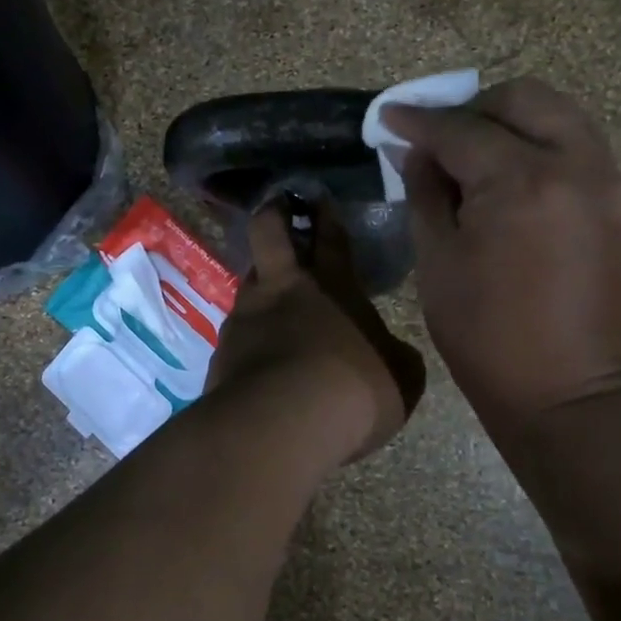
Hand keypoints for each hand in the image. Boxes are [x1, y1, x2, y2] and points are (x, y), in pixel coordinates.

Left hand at [206, 197, 425, 464]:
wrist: (280, 424)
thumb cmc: (353, 392)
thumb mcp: (400, 377)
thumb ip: (395, 356)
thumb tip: (390, 352)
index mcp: (333, 286)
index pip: (330, 238)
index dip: (326, 216)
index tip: (317, 197)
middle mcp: (283, 290)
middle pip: (270, 233)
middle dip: (274, 213)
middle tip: (278, 207)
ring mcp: (245, 318)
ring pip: (248, 282)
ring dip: (259, 282)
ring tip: (269, 298)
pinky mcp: (220, 352)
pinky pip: (235, 334)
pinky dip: (247, 338)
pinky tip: (256, 359)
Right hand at [385, 79, 620, 432]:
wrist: (569, 392)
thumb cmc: (486, 336)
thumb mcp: (438, 262)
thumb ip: (426, 193)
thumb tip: (417, 152)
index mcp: (520, 181)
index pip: (460, 128)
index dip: (418, 121)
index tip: (389, 116)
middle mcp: (574, 163)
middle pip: (522, 98)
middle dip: (472, 109)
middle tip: (439, 140)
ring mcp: (606, 180)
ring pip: (558, 114)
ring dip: (511, 121)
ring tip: (475, 156)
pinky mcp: (619, 202)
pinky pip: (578, 145)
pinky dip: (540, 144)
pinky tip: (511, 179)